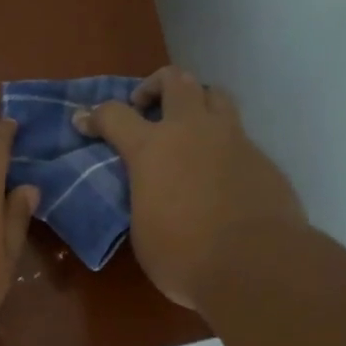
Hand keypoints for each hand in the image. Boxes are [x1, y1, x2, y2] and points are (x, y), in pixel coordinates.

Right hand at [79, 67, 304, 309]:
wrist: (255, 265)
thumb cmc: (184, 256)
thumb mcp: (143, 228)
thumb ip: (144, 197)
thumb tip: (152, 192)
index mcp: (151, 149)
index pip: (114, 114)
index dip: (94, 116)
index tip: (84, 121)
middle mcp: (191, 131)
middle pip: (175, 80)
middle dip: (154, 86)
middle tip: (146, 108)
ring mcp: (232, 139)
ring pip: (214, 94)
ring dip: (196, 101)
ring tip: (188, 127)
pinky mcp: (262, 157)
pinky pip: (238, 135)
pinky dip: (222, 142)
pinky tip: (219, 172)